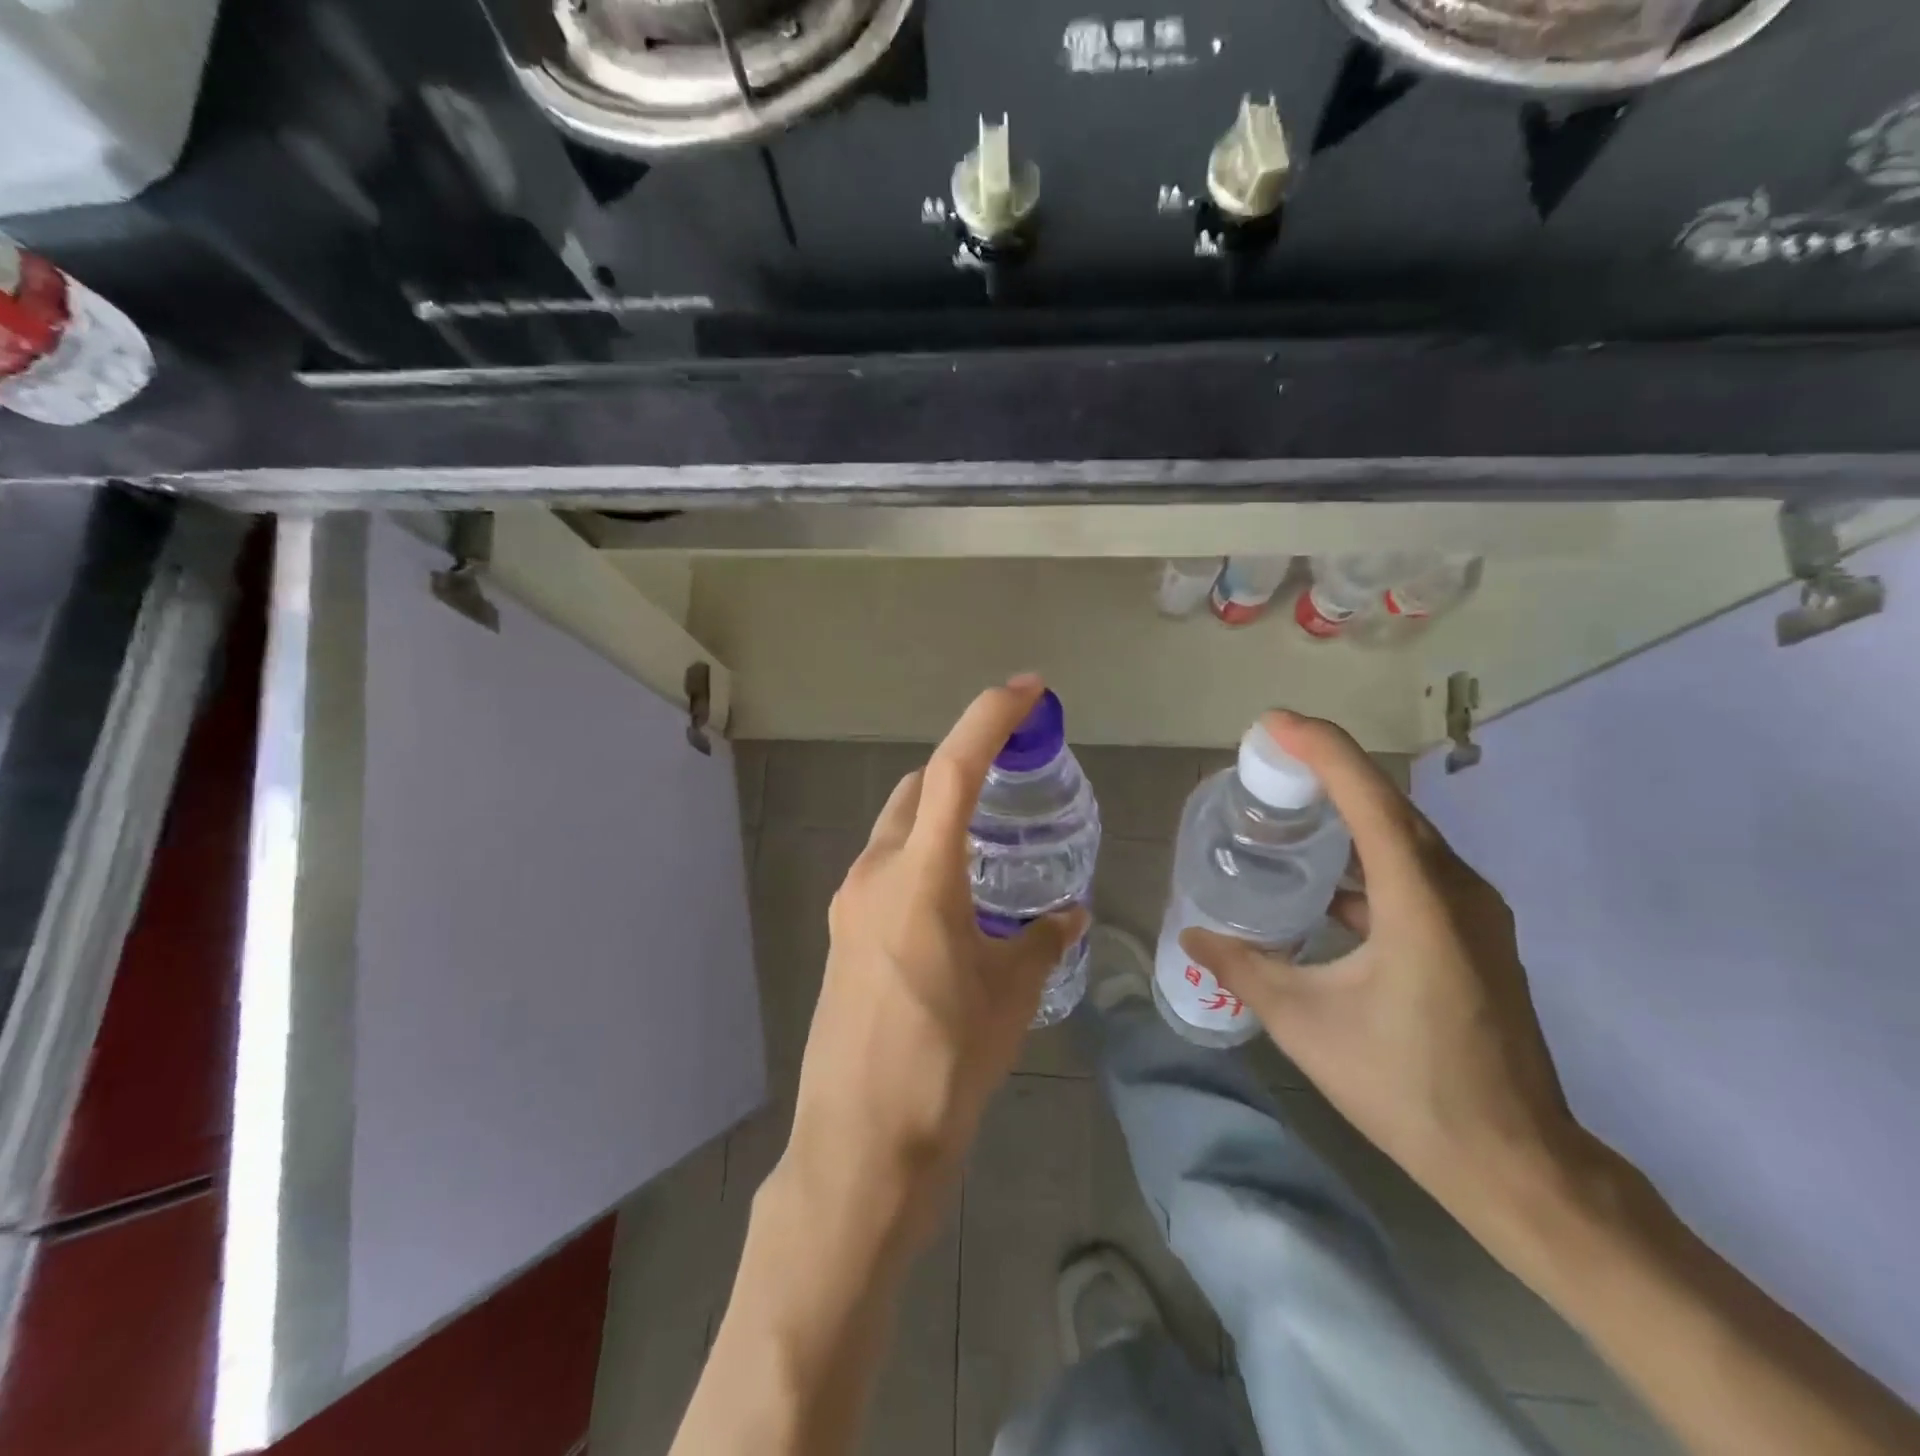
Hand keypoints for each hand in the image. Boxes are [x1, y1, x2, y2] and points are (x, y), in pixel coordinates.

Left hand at [781, 675, 1088, 1243]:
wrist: (862, 1145)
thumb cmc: (944, 1065)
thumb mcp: (1010, 996)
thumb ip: (1040, 941)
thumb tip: (1063, 914)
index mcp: (919, 875)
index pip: (954, 768)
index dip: (991, 717)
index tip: (1028, 689)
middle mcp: (874, 874)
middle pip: (917, 789)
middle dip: (963, 769)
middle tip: (1014, 780)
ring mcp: (849, 904)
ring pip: (898, 829)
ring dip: (940, 817)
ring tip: (992, 845)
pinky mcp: (842, 935)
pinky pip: (886, 871)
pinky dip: (922, 858)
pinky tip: (956, 900)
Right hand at [1180, 711, 1582, 1236]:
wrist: (1516, 1162)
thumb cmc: (1407, 1087)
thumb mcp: (1305, 1025)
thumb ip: (1243, 969)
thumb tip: (1193, 937)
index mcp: (1420, 903)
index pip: (1370, 799)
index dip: (1322, 750)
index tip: (1273, 724)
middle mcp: (1457, 891)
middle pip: (1389, 806)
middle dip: (1329, 770)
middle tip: (1268, 760)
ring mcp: (1474, 914)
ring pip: (1405, 837)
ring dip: (1349, 812)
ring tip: (1290, 807)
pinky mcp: (1475, 936)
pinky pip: (1416, 871)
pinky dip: (1368, 856)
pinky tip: (1327, 879)